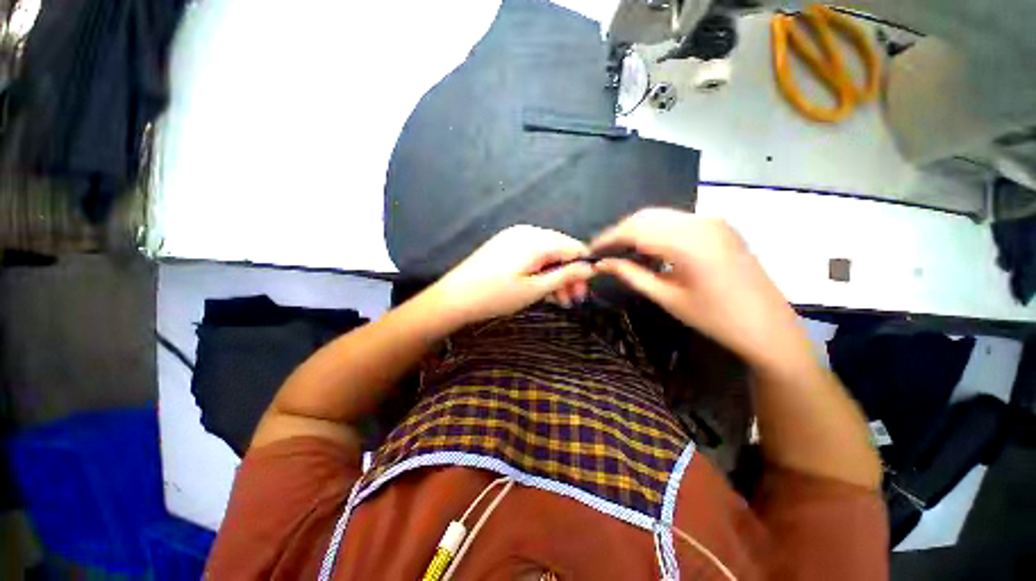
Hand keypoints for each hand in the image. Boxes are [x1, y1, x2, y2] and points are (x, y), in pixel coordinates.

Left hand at [427, 225, 594, 326]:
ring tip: (558, 300)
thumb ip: (565, 276)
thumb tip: (590, 268)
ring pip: (546, 254)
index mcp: (537, 240)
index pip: (574, 247)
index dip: (582, 269)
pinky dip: (540, 271)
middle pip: (560, 250)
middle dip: (568, 275)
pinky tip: (540, 289)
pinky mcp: (505, 245)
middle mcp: (527, 232)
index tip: (583, 292)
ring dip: (555, 276)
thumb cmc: (496, 295)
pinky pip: (531, 255)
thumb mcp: (534, 289)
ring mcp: (514, 237)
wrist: (454, 297)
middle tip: (571, 301)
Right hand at [591, 209, 811, 371]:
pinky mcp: (718, 226)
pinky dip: (655, 230)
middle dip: (619, 231)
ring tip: (620, 250)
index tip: (590, 250)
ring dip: (636, 230)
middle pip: (646, 216)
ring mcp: (712, 221)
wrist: (768, 327)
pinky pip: (677, 221)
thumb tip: (602, 264)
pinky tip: (647, 247)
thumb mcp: (667, 297)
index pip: (634, 230)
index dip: (608, 238)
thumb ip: (631, 275)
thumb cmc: (715, 318)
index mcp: (687, 242)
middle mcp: (700, 222)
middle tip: (603, 251)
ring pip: (661, 216)